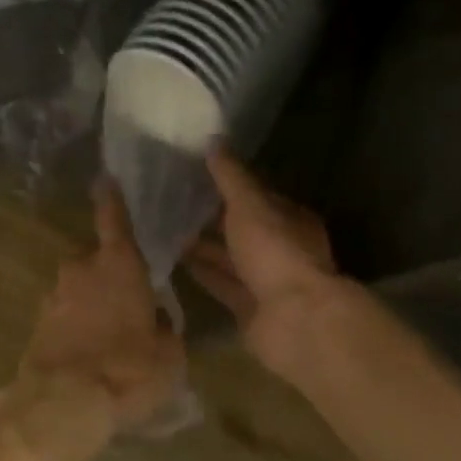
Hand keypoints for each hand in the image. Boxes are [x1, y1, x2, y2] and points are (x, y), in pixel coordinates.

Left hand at [0, 186, 183, 460]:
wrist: (62, 403)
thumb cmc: (127, 368)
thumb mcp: (169, 354)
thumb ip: (166, 329)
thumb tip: (158, 321)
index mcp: (118, 263)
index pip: (114, 218)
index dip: (111, 198)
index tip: (105, 179)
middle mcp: (80, 269)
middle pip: (94, 257)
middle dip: (107, 270)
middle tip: (127, 297)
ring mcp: (53, 295)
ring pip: (77, 288)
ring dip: (90, 301)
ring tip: (109, 334)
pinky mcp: (36, 324)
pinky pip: (63, 314)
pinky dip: (75, 325)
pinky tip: (88, 353)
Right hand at [184, 149, 344, 375]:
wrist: (295, 321)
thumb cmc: (276, 252)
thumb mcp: (250, 206)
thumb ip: (230, 176)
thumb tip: (213, 140)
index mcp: (290, 219)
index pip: (258, 196)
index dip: (230, 184)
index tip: (196, 173)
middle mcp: (280, 248)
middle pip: (242, 228)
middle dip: (212, 216)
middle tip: (172, 199)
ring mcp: (265, 280)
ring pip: (229, 257)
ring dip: (202, 245)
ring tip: (166, 226)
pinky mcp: (248, 307)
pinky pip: (221, 283)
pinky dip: (201, 272)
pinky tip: (174, 259)